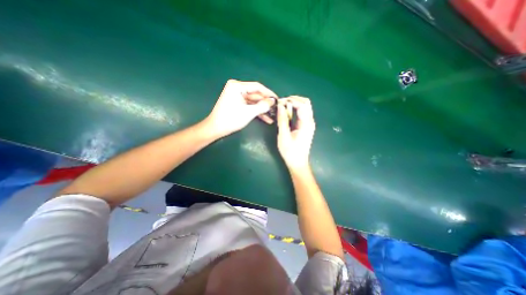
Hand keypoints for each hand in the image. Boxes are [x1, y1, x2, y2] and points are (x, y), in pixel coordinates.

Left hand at [203, 78, 276, 137]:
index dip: (269, 93)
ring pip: (254, 101)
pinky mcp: (237, 103)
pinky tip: (266, 118)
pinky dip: (256, 111)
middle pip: (256, 94)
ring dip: (262, 109)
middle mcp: (237, 88)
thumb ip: (262, 106)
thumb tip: (273, 101)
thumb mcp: (249, 112)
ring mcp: (237, 96)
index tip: (278, 99)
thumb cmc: (231, 119)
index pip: (257, 87)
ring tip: (273, 115)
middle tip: (276, 109)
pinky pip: (249, 105)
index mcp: (237, 86)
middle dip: (266, 103)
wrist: (216, 128)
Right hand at [276, 97, 313, 169]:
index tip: (280, 102)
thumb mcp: (284, 136)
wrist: (298, 162)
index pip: (302, 104)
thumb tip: (280, 105)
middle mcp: (310, 121)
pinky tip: (286, 113)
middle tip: (281, 103)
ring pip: (304, 107)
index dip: (291, 100)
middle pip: (306, 103)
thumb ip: (282, 120)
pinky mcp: (306, 126)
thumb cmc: (290, 151)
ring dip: (294, 104)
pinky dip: (294, 109)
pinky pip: (302, 113)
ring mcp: (309, 123)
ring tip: (282, 107)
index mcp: (306, 123)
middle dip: (293, 99)